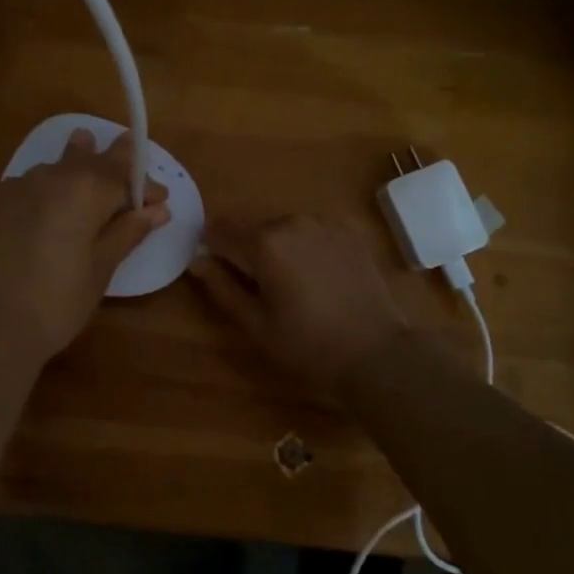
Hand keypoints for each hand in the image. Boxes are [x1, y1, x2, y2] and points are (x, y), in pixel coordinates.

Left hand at [0, 130, 168, 361]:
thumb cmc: (57, 301)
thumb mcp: (101, 268)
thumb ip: (127, 232)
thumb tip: (157, 210)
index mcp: (86, 189)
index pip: (125, 176)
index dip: (145, 186)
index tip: (161, 201)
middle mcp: (53, 177)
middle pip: (90, 160)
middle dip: (113, 161)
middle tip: (129, 152)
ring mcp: (20, 187)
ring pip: (58, 166)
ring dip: (78, 163)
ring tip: (89, 150)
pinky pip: (32, 181)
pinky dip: (49, 181)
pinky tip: (50, 193)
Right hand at [190, 214, 409, 400]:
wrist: (377, 353)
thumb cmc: (307, 345)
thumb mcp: (255, 323)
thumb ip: (221, 286)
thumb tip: (196, 259)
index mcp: (264, 242)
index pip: (219, 231)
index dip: (212, 250)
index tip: (217, 272)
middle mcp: (291, 220)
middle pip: (252, 226)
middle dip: (246, 249)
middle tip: (257, 286)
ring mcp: (324, 222)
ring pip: (283, 226)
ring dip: (277, 245)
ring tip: (291, 283)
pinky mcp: (349, 230)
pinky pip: (313, 230)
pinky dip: (306, 244)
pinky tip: (318, 274)